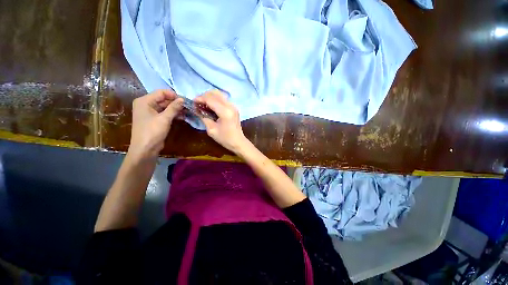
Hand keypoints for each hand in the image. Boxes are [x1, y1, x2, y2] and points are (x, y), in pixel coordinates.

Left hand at [129, 89, 182, 159]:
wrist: (145, 149)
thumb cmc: (152, 132)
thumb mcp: (164, 118)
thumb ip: (174, 107)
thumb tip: (183, 99)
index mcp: (144, 101)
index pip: (161, 92)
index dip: (173, 95)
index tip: (185, 101)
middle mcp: (146, 104)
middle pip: (163, 99)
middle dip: (176, 103)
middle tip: (188, 106)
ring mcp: (150, 112)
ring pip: (165, 107)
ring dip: (176, 109)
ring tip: (187, 111)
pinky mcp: (155, 119)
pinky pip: (165, 113)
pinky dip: (173, 114)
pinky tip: (182, 116)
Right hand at [194, 90, 248, 153]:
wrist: (238, 142)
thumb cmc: (225, 138)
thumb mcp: (211, 130)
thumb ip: (204, 117)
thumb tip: (197, 109)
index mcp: (225, 112)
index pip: (210, 99)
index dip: (200, 99)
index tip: (193, 102)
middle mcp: (230, 106)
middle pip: (215, 93)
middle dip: (204, 96)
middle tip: (198, 103)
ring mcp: (233, 106)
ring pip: (220, 94)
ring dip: (210, 97)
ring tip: (203, 104)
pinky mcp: (234, 108)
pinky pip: (223, 99)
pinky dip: (215, 100)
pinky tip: (210, 106)